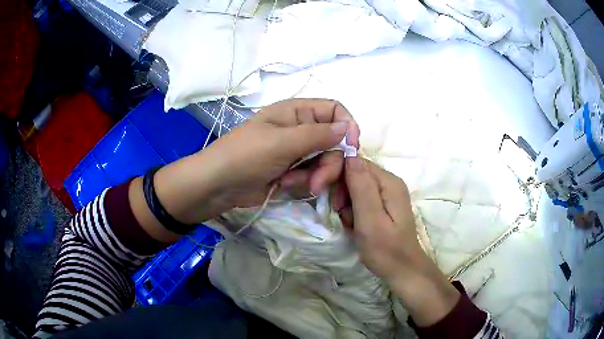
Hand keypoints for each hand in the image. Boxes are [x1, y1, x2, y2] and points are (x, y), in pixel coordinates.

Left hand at [199, 98, 359, 207]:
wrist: (218, 185)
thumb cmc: (245, 156)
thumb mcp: (282, 142)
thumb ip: (317, 134)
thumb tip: (348, 127)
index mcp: (297, 112)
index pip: (334, 111)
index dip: (347, 127)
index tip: (351, 149)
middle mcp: (300, 129)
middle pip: (334, 142)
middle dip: (330, 163)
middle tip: (319, 182)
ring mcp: (297, 152)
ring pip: (325, 162)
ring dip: (315, 176)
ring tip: (292, 184)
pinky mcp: (293, 171)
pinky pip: (313, 175)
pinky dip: (304, 183)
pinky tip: (285, 186)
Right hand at [341, 157, 459, 325]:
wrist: (402, 270)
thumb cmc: (385, 249)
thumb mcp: (370, 220)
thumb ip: (361, 187)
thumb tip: (350, 155)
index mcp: (388, 182)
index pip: (356, 162)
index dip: (337, 174)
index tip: (326, 195)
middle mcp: (389, 182)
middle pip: (356, 173)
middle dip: (342, 192)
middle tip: (341, 214)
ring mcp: (387, 194)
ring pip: (355, 187)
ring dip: (346, 204)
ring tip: (349, 223)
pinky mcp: (383, 205)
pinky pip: (361, 199)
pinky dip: (353, 211)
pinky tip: (354, 225)